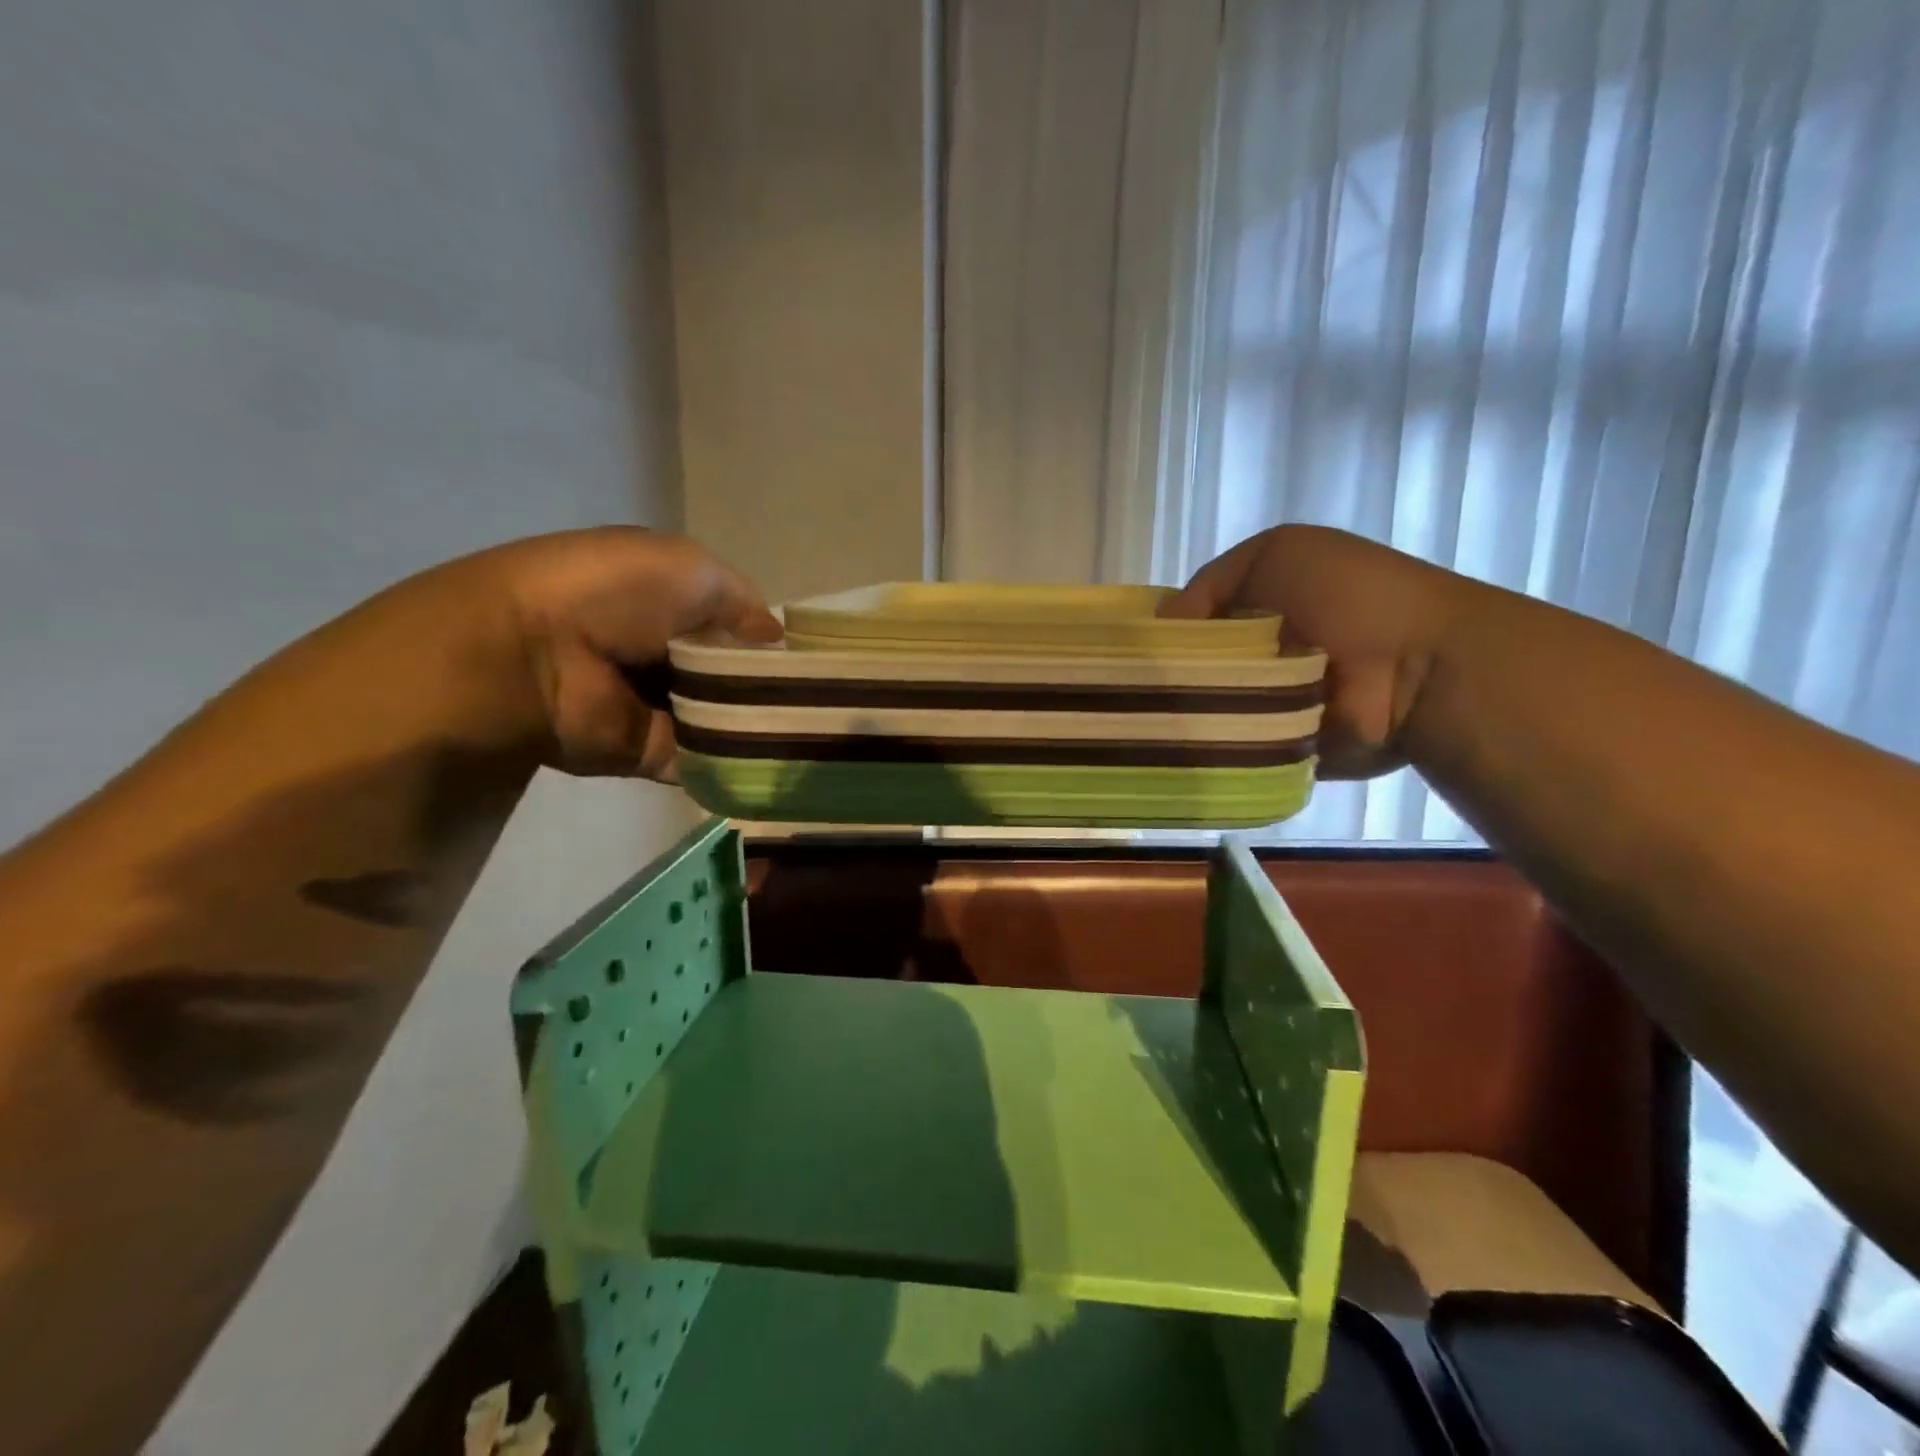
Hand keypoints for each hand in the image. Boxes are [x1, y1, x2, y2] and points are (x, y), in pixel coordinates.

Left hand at [471, 527, 780, 778]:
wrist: (535, 656)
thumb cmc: (615, 593)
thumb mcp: (691, 570)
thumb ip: (742, 602)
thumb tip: (774, 637)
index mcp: (667, 602)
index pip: (731, 623)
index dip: (764, 638)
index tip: (805, 657)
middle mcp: (662, 652)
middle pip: (732, 674)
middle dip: (768, 685)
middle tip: (814, 699)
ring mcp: (656, 706)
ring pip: (725, 718)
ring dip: (759, 724)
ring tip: (809, 731)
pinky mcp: (651, 752)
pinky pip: (706, 760)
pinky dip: (737, 762)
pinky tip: (780, 761)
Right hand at [1160, 526, 1469, 778]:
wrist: (1420, 667)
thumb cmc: (1349, 596)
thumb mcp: (1276, 553)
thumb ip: (1210, 584)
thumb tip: (1164, 628)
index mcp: (1262, 607)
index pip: (1193, 622)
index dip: (1164, 633)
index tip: (1134, 650)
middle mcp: (1264, 654)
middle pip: (1195, 667)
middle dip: (1171, 676)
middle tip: (1139, 690)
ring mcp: (1271, 703)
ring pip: (1207, 710)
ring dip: (1190, 713)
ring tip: (1156, 720)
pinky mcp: (1279, 746)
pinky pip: (1231, 748)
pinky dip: (1211, 746)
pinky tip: (1182, 745)